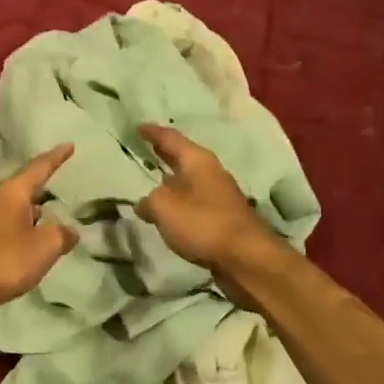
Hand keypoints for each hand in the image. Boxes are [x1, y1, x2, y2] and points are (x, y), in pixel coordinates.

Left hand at [0, 144, 79, 321]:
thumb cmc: (6, 259)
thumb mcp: (45, 246)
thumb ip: (62, 234)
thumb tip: (69, 230)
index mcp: (12, 192)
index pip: (39, 167)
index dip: (56, 157)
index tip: (69, 145)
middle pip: (23, 186)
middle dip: (42, 184)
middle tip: (60, 179)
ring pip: (14, 207)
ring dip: (32, 209)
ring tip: (51, 212)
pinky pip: (8, 226)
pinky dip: (23, 227)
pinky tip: (31, 240)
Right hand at [137, 124, 273, 272]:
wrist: (245, 257)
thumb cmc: (201, 222)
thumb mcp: (163, 207)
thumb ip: (149, 201)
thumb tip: (144, 204)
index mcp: (197, 160)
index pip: (170, 138)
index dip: (152, 132)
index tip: (138, 126)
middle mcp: (211, 172)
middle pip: (183, 157)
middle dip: (165, 154)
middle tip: (147, 148)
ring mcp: (220, 195)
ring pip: (190, 180)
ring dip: (173, 180)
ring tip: (154, 181)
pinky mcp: (224, 217)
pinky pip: (195, 202)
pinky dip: (181, 201)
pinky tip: (171, 211)